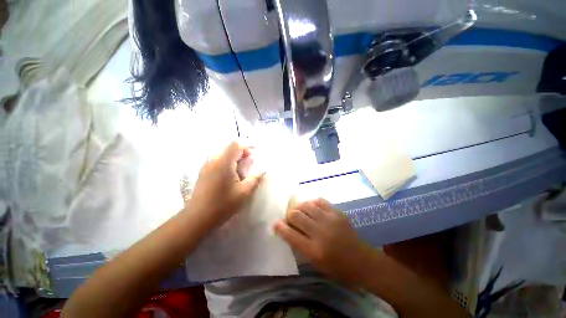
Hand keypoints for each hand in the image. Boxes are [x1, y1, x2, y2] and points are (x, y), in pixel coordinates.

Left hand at [188, 141, 263, 228]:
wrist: (198, 217)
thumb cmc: (223, 204)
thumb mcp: (244, 192)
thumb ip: (256, 178)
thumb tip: (264, 169)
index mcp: (224, 163)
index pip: (236, 144)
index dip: (247, 146)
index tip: (255, 153)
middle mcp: (213, 160)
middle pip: (229, 147)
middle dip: (242, 151)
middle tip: (250, 161)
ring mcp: (207, 165)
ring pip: (223, 152)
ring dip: (235, 156)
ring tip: (242, 167)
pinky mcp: (204, 171)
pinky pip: (218, 159)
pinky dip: (228, 160)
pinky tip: (232, 173)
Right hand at [274, 198, 369, 285]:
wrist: (362, 261)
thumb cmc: (337, 267)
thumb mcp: (316, 263)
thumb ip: (300, 246)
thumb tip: (287, 229)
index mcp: (314, 250)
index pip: (290, 235)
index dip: (280, 228)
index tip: (275, 223)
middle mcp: (320, 233)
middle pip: (296, 216)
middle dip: (289, 215)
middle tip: (290, 218)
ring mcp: (330, 220)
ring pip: (306, 205)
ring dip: (299, 207)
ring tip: (300, 211)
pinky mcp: (337, 212)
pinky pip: (319, 201)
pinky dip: (312, 203)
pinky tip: (311, 207)